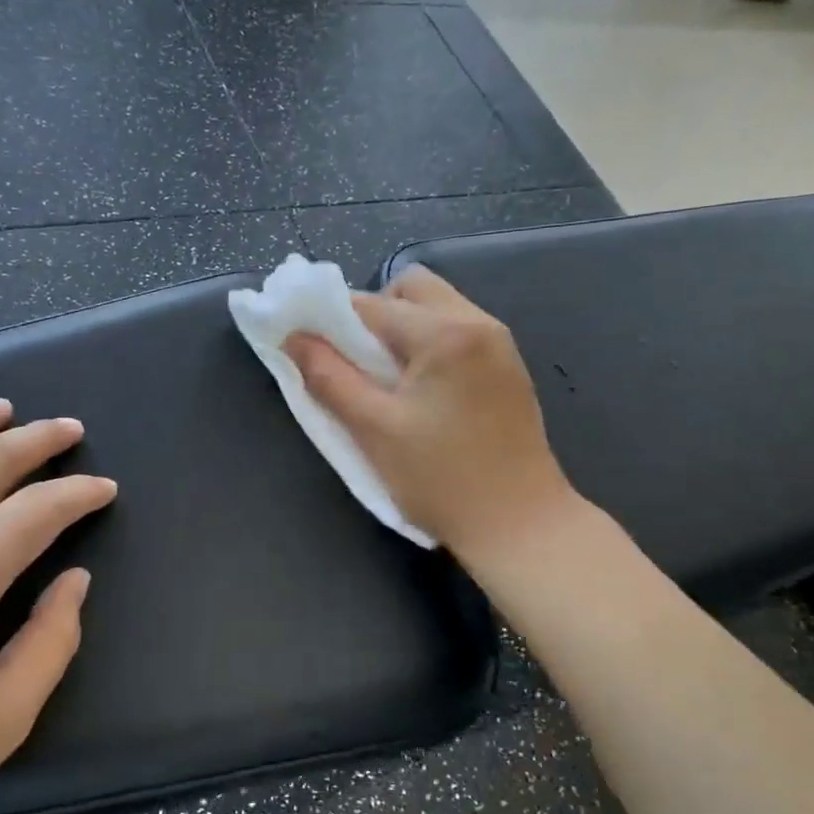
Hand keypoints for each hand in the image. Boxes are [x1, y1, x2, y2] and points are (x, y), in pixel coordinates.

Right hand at [284, 266, 574, 568]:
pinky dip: (429, 346)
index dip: (331, 320)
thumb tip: (293, 338)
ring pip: (437, 308)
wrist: (520, 525)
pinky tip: (420, 392)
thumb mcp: (374, 430)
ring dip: (402, 330)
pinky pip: (458, 333)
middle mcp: (479, 323)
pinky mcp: (509, 369)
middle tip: (356, 363)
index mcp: (446, 334)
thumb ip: (329, 378)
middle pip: (412, 289)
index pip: (372, 304)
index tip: (308, 346)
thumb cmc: (441, 480)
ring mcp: (501, 344)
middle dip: (374, 314)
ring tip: (386, 381)